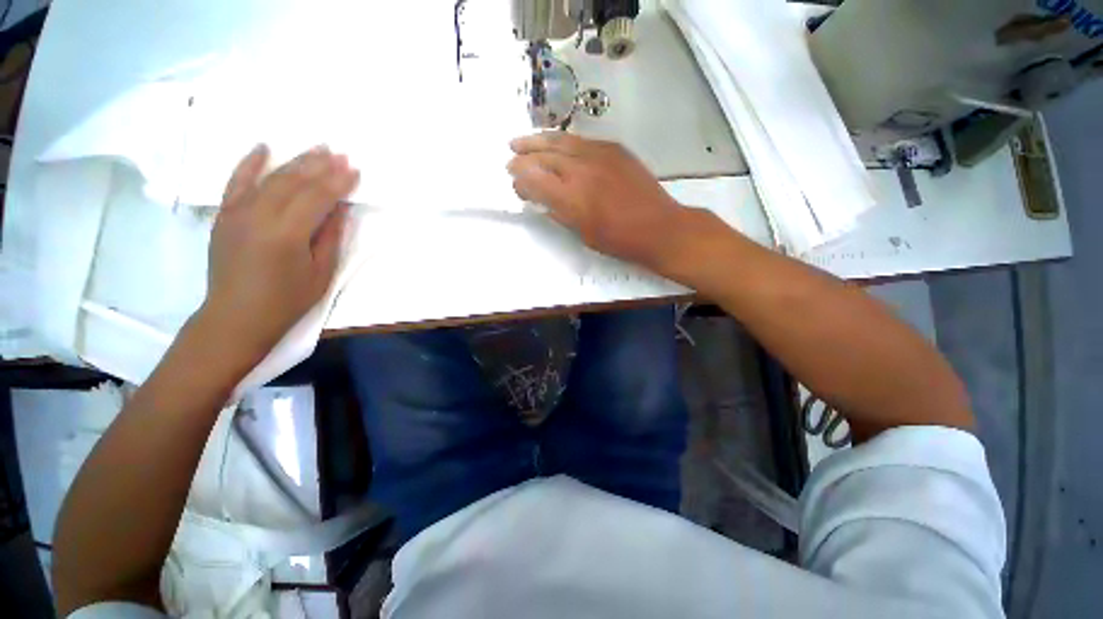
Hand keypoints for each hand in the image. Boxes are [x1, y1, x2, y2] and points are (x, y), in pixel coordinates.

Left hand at [196, 144, 359, 363]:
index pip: (317, 198)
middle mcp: (259, 216)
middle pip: (294, 182)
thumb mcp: (321, 272)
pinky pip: (236, 182)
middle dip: (319, 165)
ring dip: (295, 161)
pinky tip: (263, 147)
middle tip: (340, 152)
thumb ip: (329, 236)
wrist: (236, 316)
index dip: (338, 182)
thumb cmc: (286, 300)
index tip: (354, 168)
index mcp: (287, 234)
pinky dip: (249, 163)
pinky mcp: (224, 215)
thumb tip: (339, 208)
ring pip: (270, 178)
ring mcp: (237, 213)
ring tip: (316, 148)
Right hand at [507, 132, 687, 271]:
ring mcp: (598, 154)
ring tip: (521, 141)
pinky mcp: (613, 149)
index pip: (533, 179)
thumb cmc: (618, 240)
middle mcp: (580, 169)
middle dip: (522, 156)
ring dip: (537, 141)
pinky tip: (556, 145)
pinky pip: (581, 140)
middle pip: (543, 155)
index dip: (520, 180)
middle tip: (510, 157)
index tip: (514, 184)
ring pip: (560, 141)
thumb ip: (559, 213)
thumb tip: (542, 200)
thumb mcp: (582, 234)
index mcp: (571, 197)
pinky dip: (563, 142)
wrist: (658, 227)